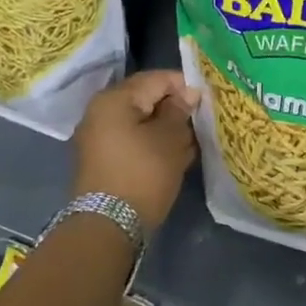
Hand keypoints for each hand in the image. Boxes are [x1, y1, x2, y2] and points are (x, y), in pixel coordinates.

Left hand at [70, 70, 200, 230]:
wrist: (108, 226)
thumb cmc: (143, 174)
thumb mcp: (170, 138)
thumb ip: (179, 110)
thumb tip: (187, 94)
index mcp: (115, 99)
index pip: (156, 79)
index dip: (185, 85)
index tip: (207, 101)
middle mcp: (101, 112)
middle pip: (147, 99)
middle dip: (175, 110)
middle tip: (199, 124)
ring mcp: (98, 137)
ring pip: (141, 122)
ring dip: (166, 130)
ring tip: (190, 145)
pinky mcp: (102, 160)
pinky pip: (133, 141)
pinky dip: (153, 145)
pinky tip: (174, 159)